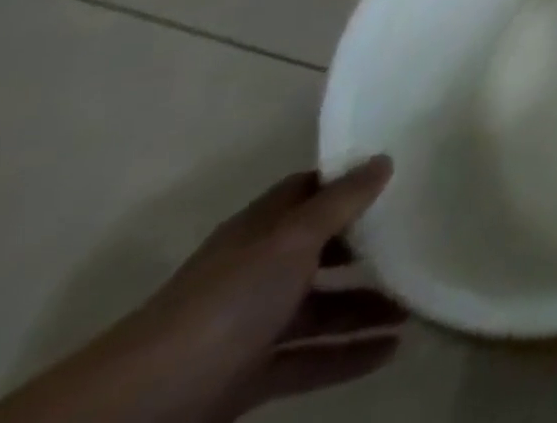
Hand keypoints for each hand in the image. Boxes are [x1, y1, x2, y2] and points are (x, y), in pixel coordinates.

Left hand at [0, 158, 404, 422]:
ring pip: (324, 308)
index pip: (314, 190)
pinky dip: (351, 355)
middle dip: (372, 246)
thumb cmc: (224, 304)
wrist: (132, 413)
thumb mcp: (292, 239)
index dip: (354, 179)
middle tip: (424, 235)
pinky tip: (393, 349)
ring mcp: (252, 328)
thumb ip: (341, 201)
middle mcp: (259, 271)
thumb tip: (384, 158)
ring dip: (370, 305)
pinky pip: (311, 359)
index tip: (404, 171)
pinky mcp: (249, 378)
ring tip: (420, 301)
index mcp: (264, 230)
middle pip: (325, 250)